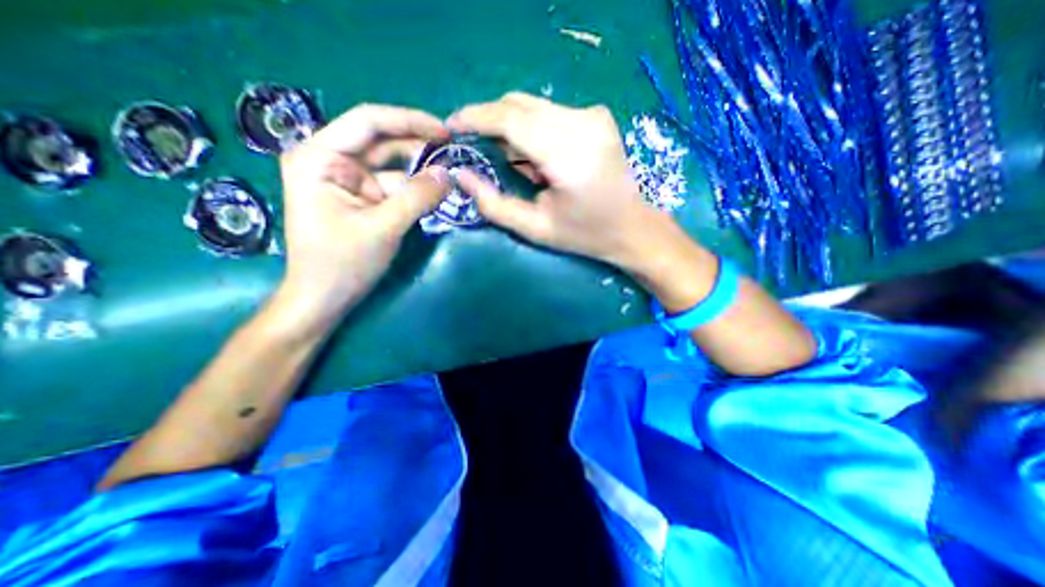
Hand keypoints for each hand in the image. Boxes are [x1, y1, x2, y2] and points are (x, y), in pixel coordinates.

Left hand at [279, 103, 450, 324]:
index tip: (445, 132)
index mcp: (320, 157)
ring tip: (452, 174)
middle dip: (419, 148)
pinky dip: (416, 190)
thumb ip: (417, 197)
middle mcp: (332, 161)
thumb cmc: (342, 263)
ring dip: (421, 171)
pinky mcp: (363, 199)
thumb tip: (449, 174)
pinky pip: (394, 187)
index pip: (368, 123)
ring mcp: (348, 181)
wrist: (325, 298)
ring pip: (392, 166)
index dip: (410, 122)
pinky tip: (437, 192)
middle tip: (455, 155)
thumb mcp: (383, 227)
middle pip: (382, 142)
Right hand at [448, 92, 653, 262]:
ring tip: (511, 161)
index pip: (511, 119)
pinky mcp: (597, 115)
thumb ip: (494, 204)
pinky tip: (535, 157)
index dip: (475, 118)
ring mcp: (593, 115)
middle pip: (519, 105)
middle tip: (475, 147)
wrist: (631, 227)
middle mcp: (583, 123)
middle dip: (489, 122)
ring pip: (533, 106)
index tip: (450, 125)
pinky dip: (531, 128)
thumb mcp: (534, 228)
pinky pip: (549, 112)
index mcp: (569, 154)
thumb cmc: (584, 234)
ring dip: (511, 127)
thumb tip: (460, 175)